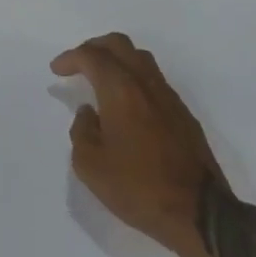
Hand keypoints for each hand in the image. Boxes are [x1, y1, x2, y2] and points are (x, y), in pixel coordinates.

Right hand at [52, 34, 224, 254]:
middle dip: (94, 47)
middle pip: (119, 44)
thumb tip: (88, 113)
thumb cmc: (139, 188)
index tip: (57, 70)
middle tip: (78, 62)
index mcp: (120, 90)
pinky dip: (134, 78)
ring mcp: (168, 96)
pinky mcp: (183, 113)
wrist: (198, 212)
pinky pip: (154, 80)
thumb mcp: (91, 167)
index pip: (92, 57)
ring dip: (117, 59)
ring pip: (140, 58)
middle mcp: (145, 83)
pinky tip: (127, 103)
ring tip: (102, 78)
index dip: (71, 58)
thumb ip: (81, 132)